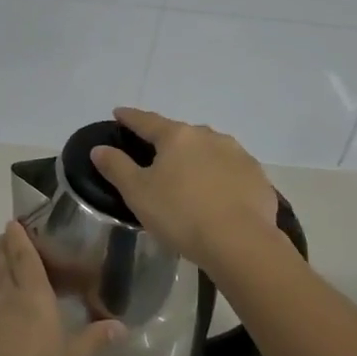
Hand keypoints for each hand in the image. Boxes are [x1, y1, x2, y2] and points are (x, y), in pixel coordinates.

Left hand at [0, 222, 124, 355]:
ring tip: (2, 276)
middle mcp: (3, 300)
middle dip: (4, 249)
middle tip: (4, 237)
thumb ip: (92, 341)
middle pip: (2, 266)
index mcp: (32, 298)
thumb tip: (120, 326)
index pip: (25, 259)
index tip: (13, 223)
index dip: (19, 239)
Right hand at [90, 107, 280, 267]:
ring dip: (197, 158)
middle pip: (181, 134)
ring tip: (188, 178)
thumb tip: (99, 148)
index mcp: (177, 136)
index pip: (147, 121)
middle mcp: (209, 136)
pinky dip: (220, 177)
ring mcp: (238, 154)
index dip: (130, 117)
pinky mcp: (257, 177)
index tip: (119, 113)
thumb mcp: (138, 193)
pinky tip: (217, 196)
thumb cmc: (181, 214)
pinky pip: (231, 171)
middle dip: (168, 142)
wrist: (240, 242)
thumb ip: (117, 167)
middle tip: (156, 156)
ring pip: (209, 150)